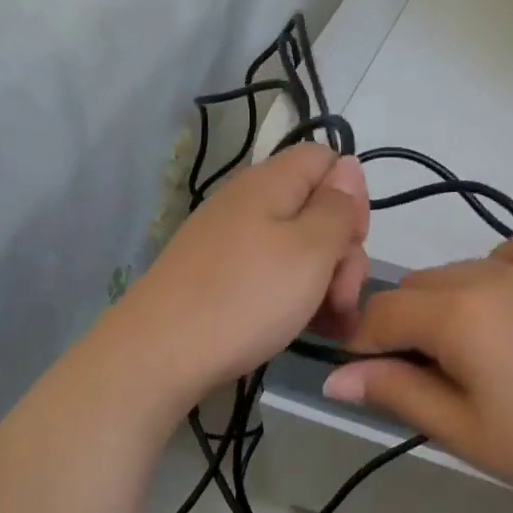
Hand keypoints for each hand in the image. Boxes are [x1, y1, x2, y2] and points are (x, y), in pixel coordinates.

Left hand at [107, 144, 368, 409]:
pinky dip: (293, 296)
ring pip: (296, 247)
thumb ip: (337, 207)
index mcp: (270, 183)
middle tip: (342, 297)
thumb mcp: (310, 250)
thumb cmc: (246, 297)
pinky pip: (269, 273)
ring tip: (330, 324)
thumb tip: (348, 168)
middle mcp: (247, 203)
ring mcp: (229, 241)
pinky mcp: (217, 276)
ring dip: (323, 281)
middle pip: (315, 208)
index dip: (351, 195)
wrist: (160, 353)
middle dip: (342, 250)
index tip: (353, 241)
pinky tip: (304, 327)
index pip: (326, 159)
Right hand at [323, 233, 512, 512]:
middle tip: (425, 385)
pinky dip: (496, 273)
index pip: (380, 315)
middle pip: (416, 288)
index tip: (368, 383)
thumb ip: (397, 394)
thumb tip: (334, 378)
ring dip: (443, 306)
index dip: (361, 348)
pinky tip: (511, 309)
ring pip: (459, 271)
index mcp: (456, 311)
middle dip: (402, 329)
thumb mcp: (467, 432)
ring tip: (470, 360)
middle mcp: (489, 272)